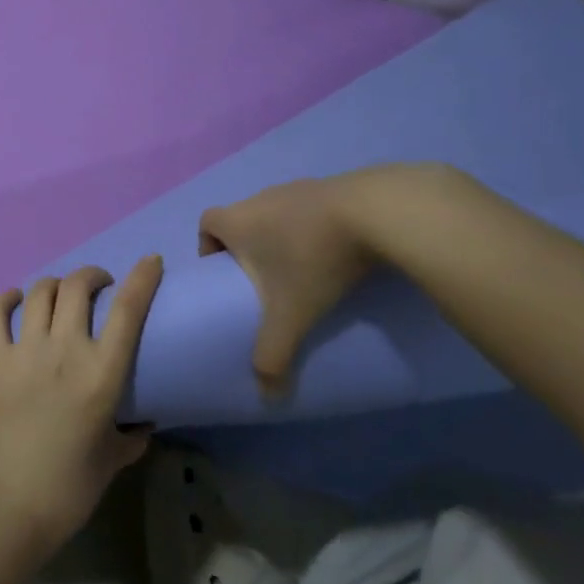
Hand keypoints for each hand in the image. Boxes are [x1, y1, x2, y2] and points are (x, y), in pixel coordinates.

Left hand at [0, 258, 162, 551]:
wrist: (5, 509)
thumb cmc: (67, 490)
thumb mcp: (112, 460)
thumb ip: (131, 434)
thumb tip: (141, 420)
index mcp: (100, 374)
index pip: (127, 310)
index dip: (142, 278)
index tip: (151, 262)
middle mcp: (63, 351)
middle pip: (78, 286)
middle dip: (93, 275)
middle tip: (100, 287)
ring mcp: (23, 351)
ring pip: (40, 292)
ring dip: (56, 284)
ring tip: (61, 295)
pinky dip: (6, 299)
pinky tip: (15, 299)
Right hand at [199, 175, 380, 394]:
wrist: (377, 212)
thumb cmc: (314, 259)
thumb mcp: (291, 314)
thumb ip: (273, 354)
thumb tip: (267, 397)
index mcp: (238, 220)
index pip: (206, 222)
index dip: (208, 246)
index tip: (225, 274)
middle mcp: (261, 197)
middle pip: (242, 218)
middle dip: (248, 248)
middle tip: (265, 281)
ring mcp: (298, 188)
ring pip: (277, 213)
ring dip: (283, 236)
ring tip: (305, 269)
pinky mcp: (333, 186)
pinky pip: (311, 208)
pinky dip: (315, 227)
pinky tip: (338, 252)